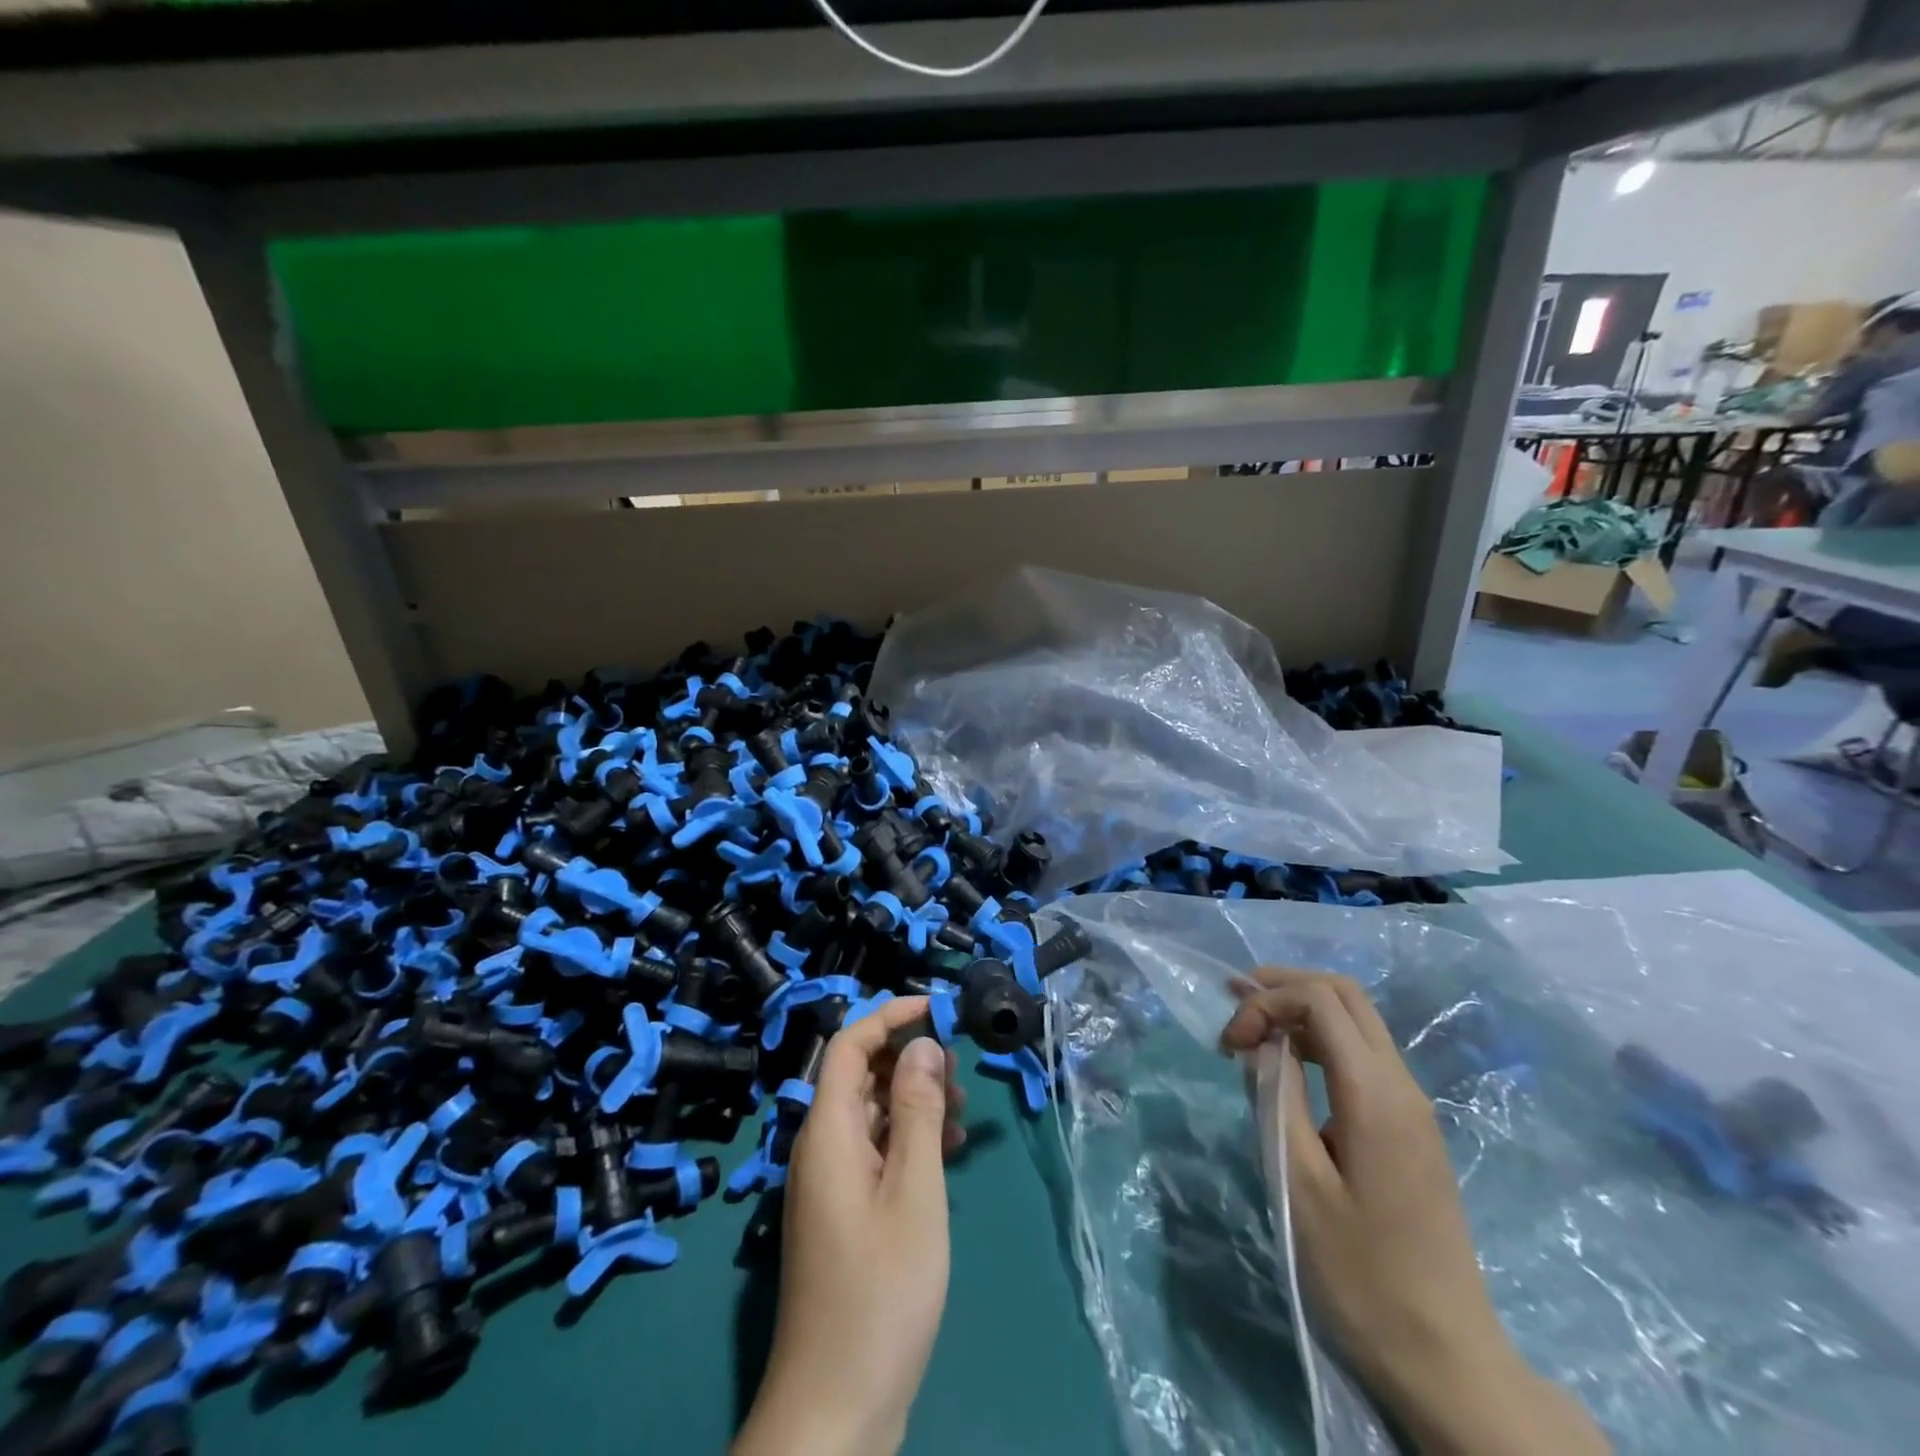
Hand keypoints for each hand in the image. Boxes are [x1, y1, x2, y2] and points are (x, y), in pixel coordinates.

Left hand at [733, 997, 965, 1455]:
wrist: (836, 1407)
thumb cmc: (881, 1290)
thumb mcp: (914, 1192)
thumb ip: (917, 1112)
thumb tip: (922, 1044)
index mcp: (827, 1132)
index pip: (848, 1044)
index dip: (890, 1015)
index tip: (938, 1008)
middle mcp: (820, 1147)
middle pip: (859, 1074)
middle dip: (907, 1057)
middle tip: (959, 1066)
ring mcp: (829, 1182)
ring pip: (869, 1112)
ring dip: (913, 1098)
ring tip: (963, 1106)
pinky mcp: (843, 1212)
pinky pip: (874, 1150)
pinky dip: (909, 1138)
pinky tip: (949, 1151)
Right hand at [1222, 969, 1607, 1455]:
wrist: (1444, 1358)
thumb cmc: (1359, 1273)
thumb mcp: (1298, 1183)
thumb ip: (1276, 1097)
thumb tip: (1259, 1043)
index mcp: (1376, 1094)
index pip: (1319, 1000)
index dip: (1265, 1002)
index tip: (1228, 1045)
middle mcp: (1402, 1085)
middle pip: (1345, 993)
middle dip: (1283, 985)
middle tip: (1233, 1002)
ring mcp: (1412, 1106)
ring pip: (1357, 1019)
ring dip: (1301, 1009)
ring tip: (1251, 1029)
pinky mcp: (1410, 1127)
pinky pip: (1363, 1053)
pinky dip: (1319, 1038)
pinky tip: (1288, 1064)